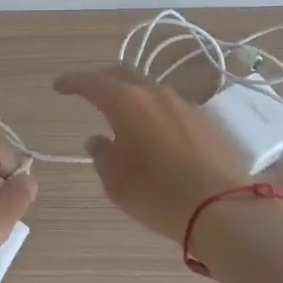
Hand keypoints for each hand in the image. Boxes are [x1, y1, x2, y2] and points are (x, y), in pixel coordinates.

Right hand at [53, 66, 251, 240]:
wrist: (224, 207)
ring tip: (121, 112)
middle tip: (87, 91)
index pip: (92, 82)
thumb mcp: (116, 181)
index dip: (72, 81)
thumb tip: (97, 140)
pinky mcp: (205, 120)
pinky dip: (153, 110)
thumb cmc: (158, 194)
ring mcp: (183, 104)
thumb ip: (102, 155)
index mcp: (126, 102)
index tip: (58, 86)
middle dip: (102, 80)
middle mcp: (154, 93)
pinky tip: (152, 128)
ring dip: (130, 95)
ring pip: (149, 88)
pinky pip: (170, 105)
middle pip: (122, 75)